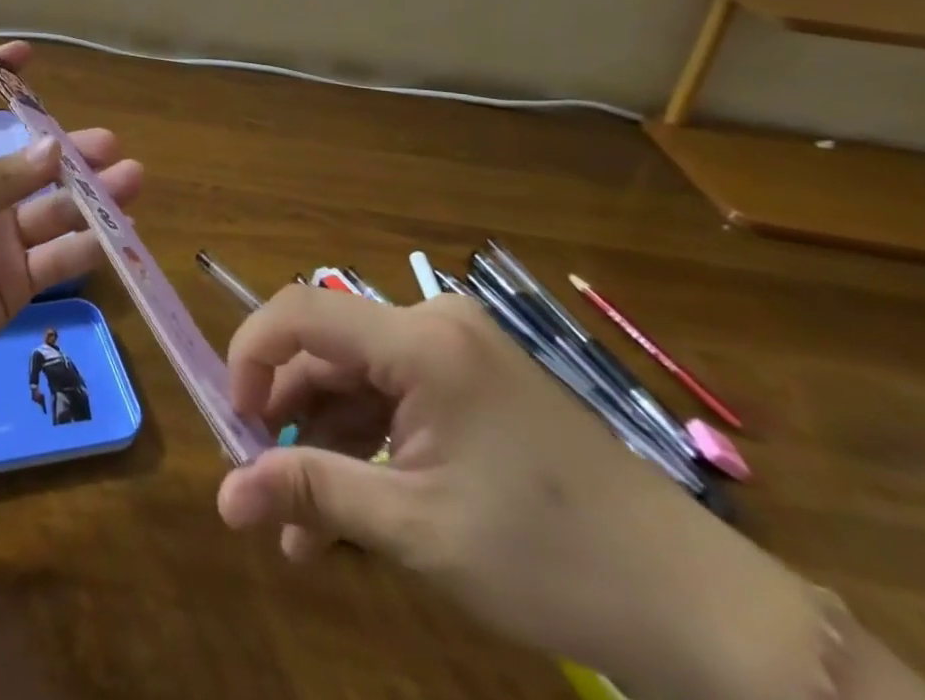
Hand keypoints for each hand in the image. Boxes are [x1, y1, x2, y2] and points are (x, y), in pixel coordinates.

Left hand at [0, 42, 142, 410]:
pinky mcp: (15, 282)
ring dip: (91, 197)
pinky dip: (87, 247)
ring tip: (130, 183)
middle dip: (70, 152)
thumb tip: (56, 147)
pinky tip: (120, 236)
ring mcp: (0, 239)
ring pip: (53, 209)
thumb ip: (0, 183)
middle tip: (111, 146)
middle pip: (30, 163)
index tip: (28, 53)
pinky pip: (57, 257)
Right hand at [215, 288, 831, 699]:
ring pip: (356, 381)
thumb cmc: (551, 560)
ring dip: (324, 444)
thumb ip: (312, 494)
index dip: (250, 356)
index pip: (299, 312)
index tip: (234, 423)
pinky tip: (347, 514)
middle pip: (327, 351)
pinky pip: (394, 399)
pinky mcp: (474, 383)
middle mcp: (434, 325)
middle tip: (264, 486)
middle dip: (288, 417)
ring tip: (301, 530)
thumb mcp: (416, 529)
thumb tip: (223, 497)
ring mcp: (458, 353)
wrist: (701, 613)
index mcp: (421, 339)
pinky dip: (365, 448)